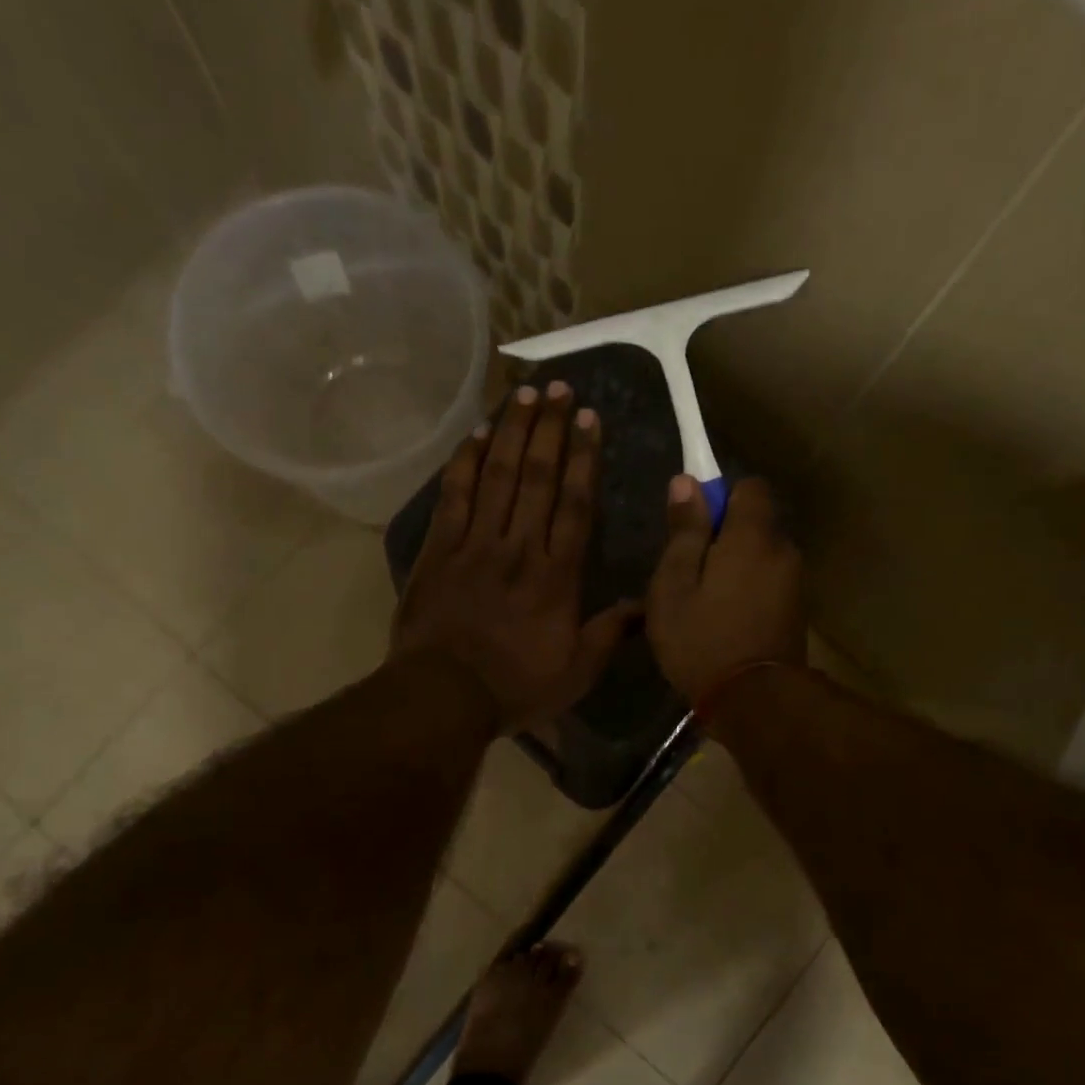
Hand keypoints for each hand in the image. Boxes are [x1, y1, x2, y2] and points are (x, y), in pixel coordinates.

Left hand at [392, 381, 638, 732]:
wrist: (443, 696)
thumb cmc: (515, 686)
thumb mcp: (577, 672)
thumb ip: (610, 633)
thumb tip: (646, 605)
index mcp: (557, 576)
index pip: (577, 504)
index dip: (586, 458)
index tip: (591, 419)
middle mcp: (520, 547)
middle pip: (538, 477)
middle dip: (551, 429)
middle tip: (560, 388)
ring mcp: (476, 544)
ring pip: (498, 475)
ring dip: (513, 431)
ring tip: (525, 393)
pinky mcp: (439, 549)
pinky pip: (454, 495)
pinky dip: (464, 461)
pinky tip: (476, 432)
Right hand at [646, 475, 804, 701]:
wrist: (755, 702)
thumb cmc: (703, 640)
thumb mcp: (674, 586)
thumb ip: (683, 532)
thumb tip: (687, 481)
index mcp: (753, 537)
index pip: (749, 487)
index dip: (720, 497)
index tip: (695, 527)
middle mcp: (783, 550)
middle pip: (755, 524)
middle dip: (724, 537)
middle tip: (689, 573)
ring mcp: (795, 582)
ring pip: (760, 556)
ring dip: (736, 567)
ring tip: (704, 603)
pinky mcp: (797, 610)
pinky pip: (768, 581)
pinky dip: (748, 589)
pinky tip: (726, 621)